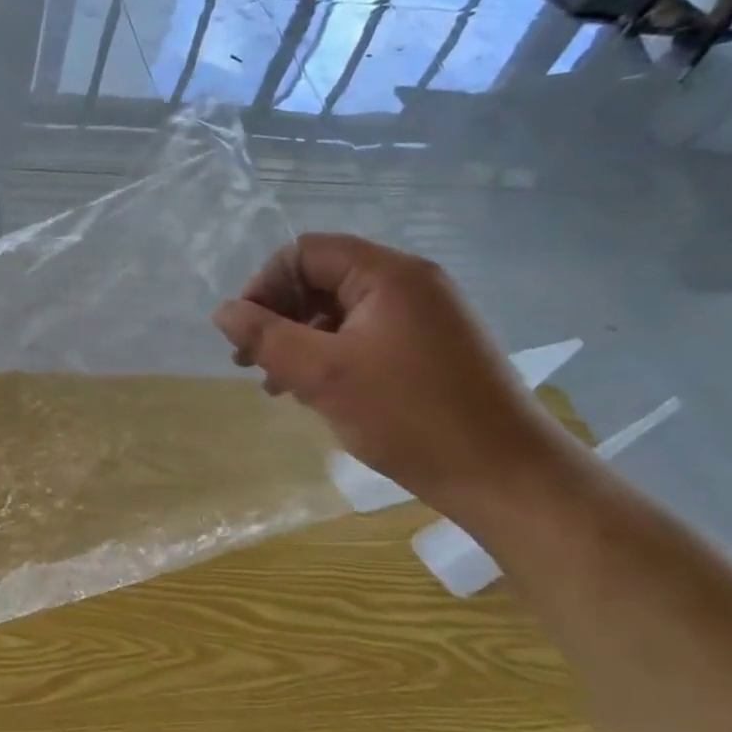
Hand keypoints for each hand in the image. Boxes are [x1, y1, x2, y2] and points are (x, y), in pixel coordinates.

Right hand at [212, 235, 569, 511]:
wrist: (509, 479)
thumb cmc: (409, 417)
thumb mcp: (322, 374)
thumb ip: (265, 336)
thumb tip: (223, 311)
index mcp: (389, 274)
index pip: (304, 253)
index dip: (264, 287)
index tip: (246, 335)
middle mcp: (411, 284)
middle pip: (323, 280)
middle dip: (280, 318)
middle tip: (254, 364)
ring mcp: (427, 317)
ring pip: (341, 312)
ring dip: (302, 341)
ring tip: (280, 386)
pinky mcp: (434, 349)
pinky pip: (367, 336)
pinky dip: (333, 356)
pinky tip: (318, 393)